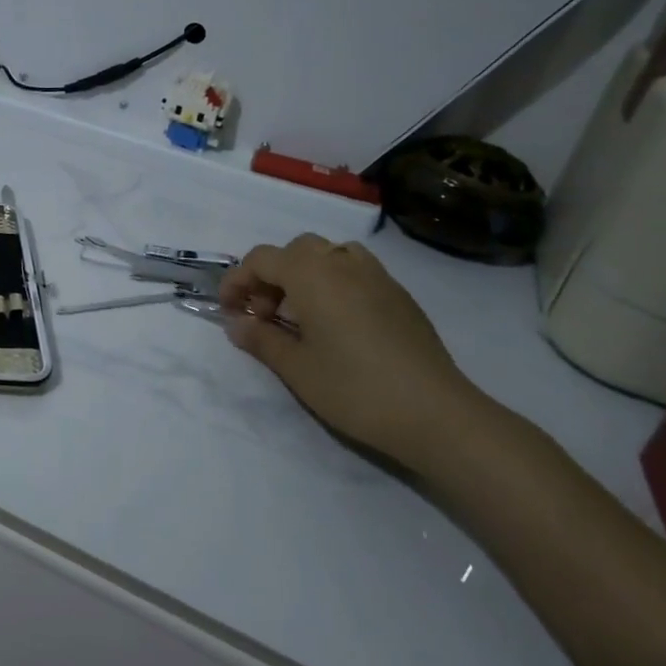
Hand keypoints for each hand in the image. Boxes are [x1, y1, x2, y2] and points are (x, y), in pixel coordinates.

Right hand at [219, 234, 503, 470]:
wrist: (436, 414)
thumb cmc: (355, 388)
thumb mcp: (296, 368)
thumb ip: (261, 339)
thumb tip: (236, 324)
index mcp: (311, 274)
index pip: (260, 259)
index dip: (237, 281)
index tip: (228, 311)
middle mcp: (342, 263)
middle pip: (295, 250)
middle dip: (271, 276)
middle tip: (266, 315)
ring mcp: (377, 276)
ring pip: (329, 254)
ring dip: (305, 274)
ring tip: (302, 314)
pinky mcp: (400, 296)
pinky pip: (356, 270)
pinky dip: (335, 283)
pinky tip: (338, 323)